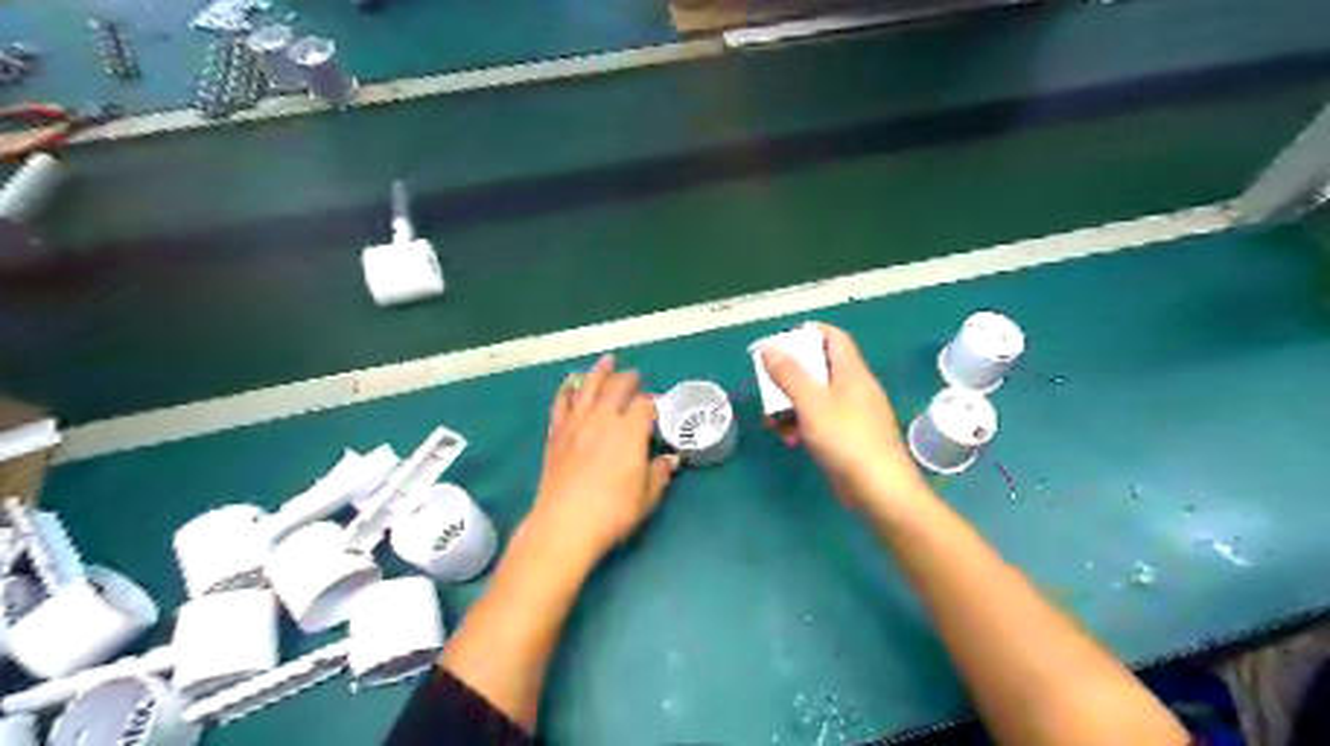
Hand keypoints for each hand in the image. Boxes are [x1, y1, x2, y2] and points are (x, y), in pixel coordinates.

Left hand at [529, 355, 679, 565]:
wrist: (564, 525)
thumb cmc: (612, 512)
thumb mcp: (647, 497)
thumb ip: (659, 474)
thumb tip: (669, 461)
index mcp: (630, 431)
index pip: (644, 404)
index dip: (652, 402)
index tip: (656, 407)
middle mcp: (603, 419)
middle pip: (617, 388)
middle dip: (628, 379)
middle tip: (635, 375)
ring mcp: (576, 424)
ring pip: (588, 388)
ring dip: (599, 372)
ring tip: (607, 361)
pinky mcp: (556, 434)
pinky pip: (561, 404)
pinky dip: (567, 390)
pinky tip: (570, 384)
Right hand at [758, 324, 927, 509]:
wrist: (879, 489)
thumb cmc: (846, 439)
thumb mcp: (812, 402)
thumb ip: (789, 374)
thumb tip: (769, 347)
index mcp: (851, 372)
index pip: (833, 337)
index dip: (807, 333)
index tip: (780, 343)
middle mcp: (854, 387)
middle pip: (820, 367)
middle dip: (791, 376)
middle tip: (768, 385)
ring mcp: (853, 413)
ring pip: (817, 397)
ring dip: (792, 404)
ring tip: (773, 421)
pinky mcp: (849, 437)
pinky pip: (821, 420)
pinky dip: (803, 424)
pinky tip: (791, 439)